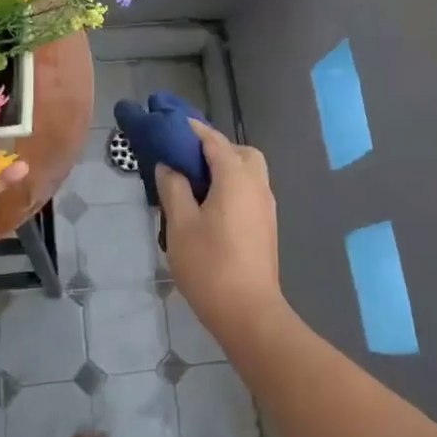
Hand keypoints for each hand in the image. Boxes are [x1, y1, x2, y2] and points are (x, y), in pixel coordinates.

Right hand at [155, 120, 284, 343]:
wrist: (248, 312)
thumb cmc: (210, 265)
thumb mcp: (180, 225)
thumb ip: (174, 189)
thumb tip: (169, 166)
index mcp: (236, 177)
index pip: (213, 141)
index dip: (193, 130)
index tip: (172, 124)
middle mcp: (257, 185)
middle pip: (241, 152)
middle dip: (216, 148)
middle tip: (188, 161)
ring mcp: (266, 206)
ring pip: (250, 172)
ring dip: (227, 168)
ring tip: (196, 184)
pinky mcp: (267, 225)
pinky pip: (251, 190)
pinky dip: (233, 186)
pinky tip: (211, 206)